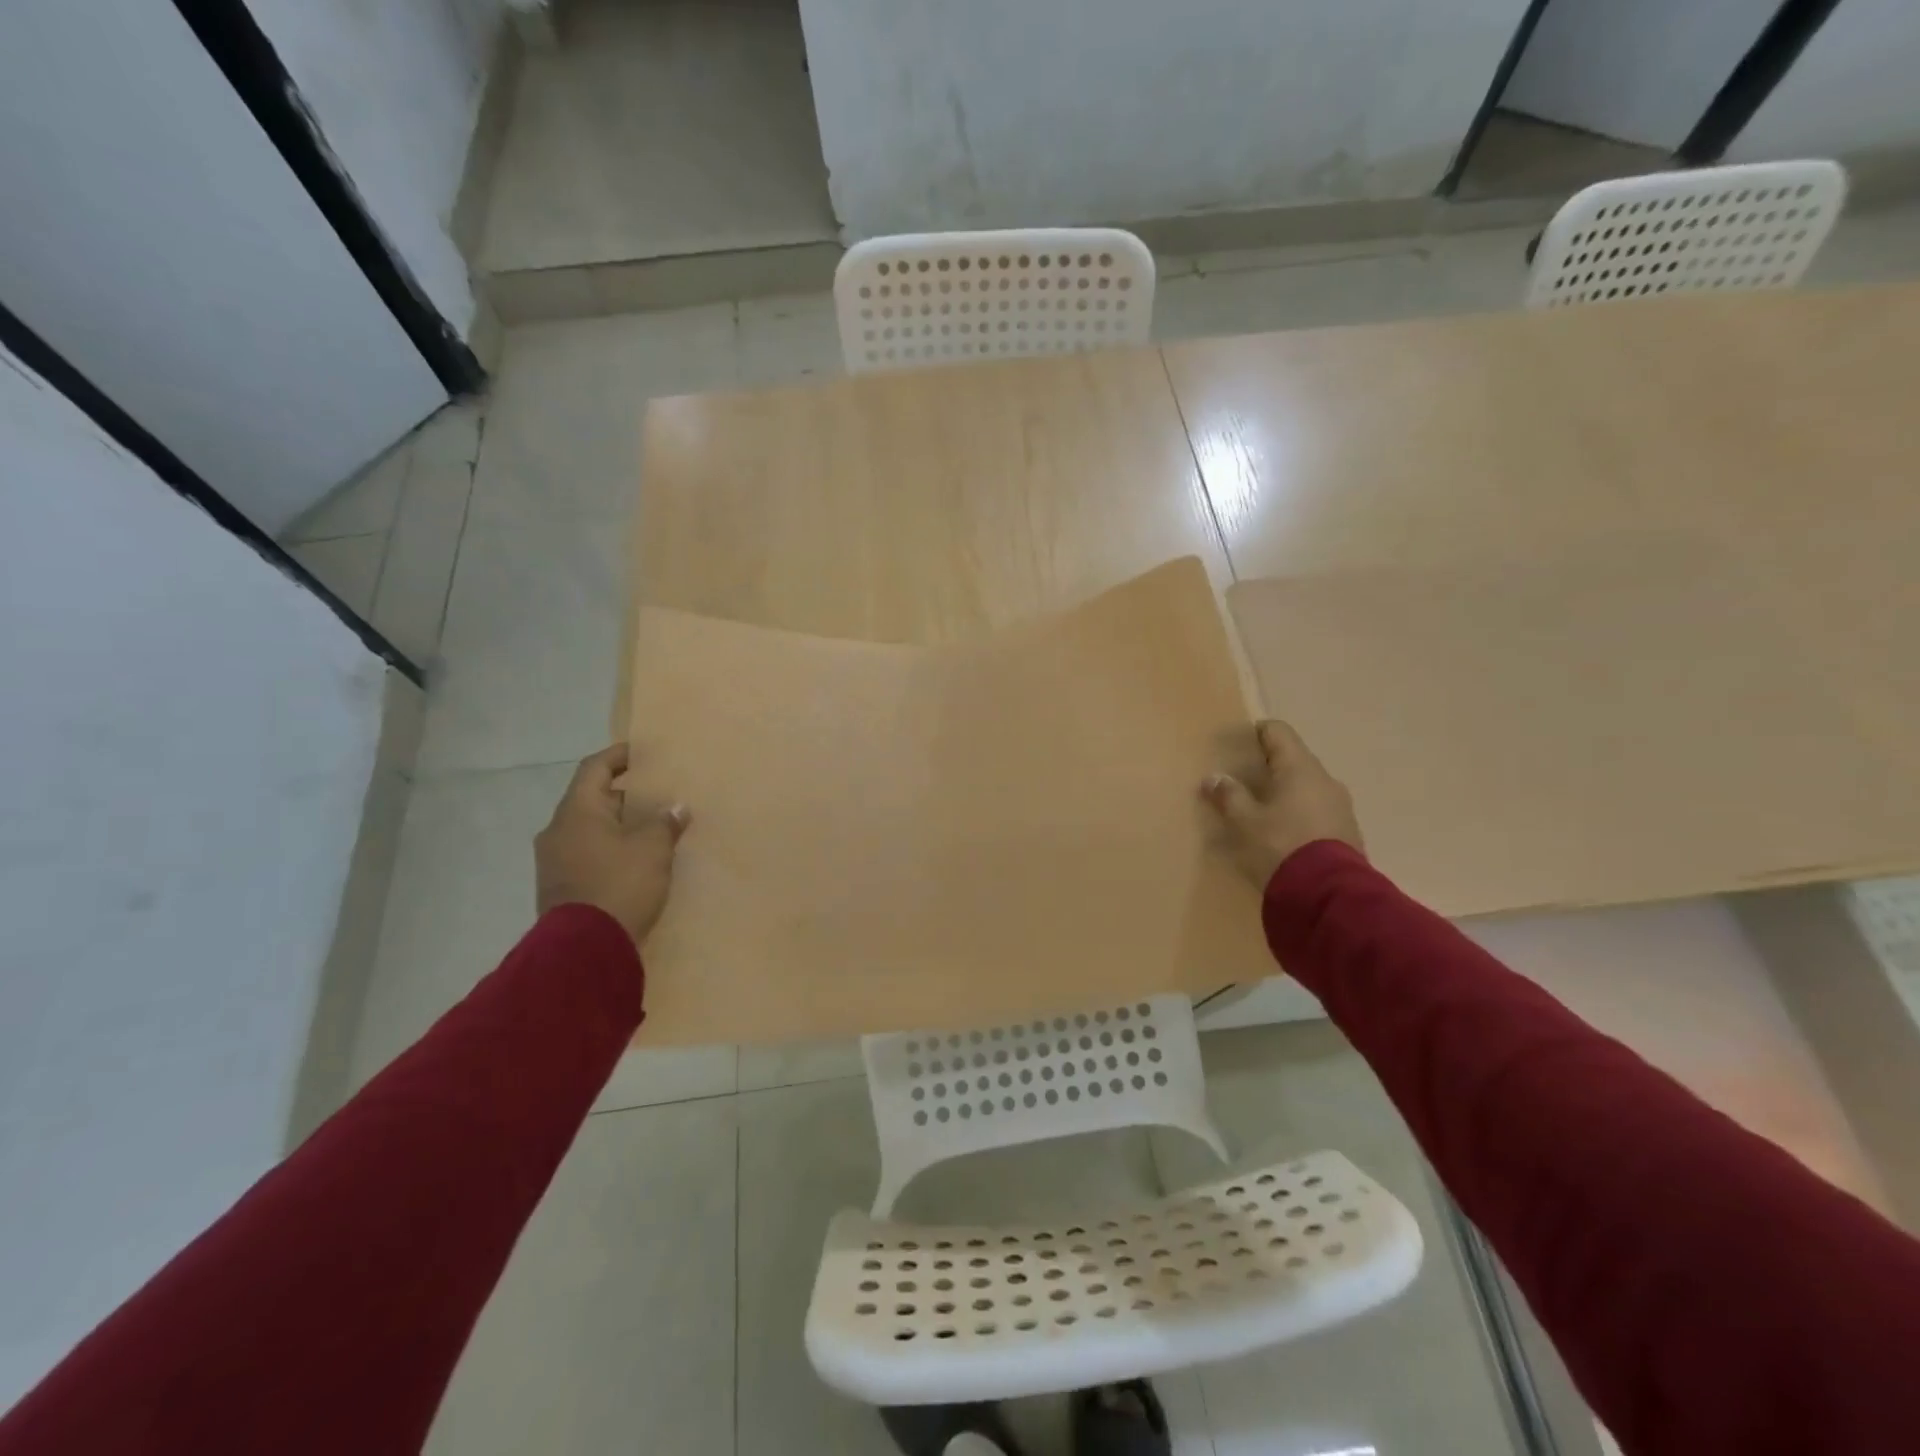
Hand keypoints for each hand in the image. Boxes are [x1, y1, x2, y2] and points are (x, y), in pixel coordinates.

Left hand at [535, 744, 688, 947]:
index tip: (642, 753)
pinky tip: (635, 861)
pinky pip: (587, 855)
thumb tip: (675, 808)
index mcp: (576, 811)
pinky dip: (610, 850)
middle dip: (625, 796)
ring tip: (651, 829)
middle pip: (592, 800)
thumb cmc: (619, 884)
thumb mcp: (652, 849)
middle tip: (657, 796)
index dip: (618, 756)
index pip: (594, 768)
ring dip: (618, 826)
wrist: (584, 950)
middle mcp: (557, 831)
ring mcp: (553, 862)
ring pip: (589, 830)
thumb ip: (664, 823)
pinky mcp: (560, 888)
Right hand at [1200, 720, 1362, 887]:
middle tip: (1242, 781)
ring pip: (1307, 787)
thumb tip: (1214, 778)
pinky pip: (1317, 811)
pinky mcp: (1347, 832)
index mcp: (1300, 768)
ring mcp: (1340, 806)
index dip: (1256, 732)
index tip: (1237, 743)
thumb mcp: (1244, 822)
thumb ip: (1229, 796)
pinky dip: (1297, 814)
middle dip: (1268, 767)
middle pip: (1294, 760)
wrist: (1328, 895)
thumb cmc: (1280, 846)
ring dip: (1284, 793)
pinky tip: (1281, 834)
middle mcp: (1325, 780)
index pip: (1278, 732)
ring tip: (1260, 811)